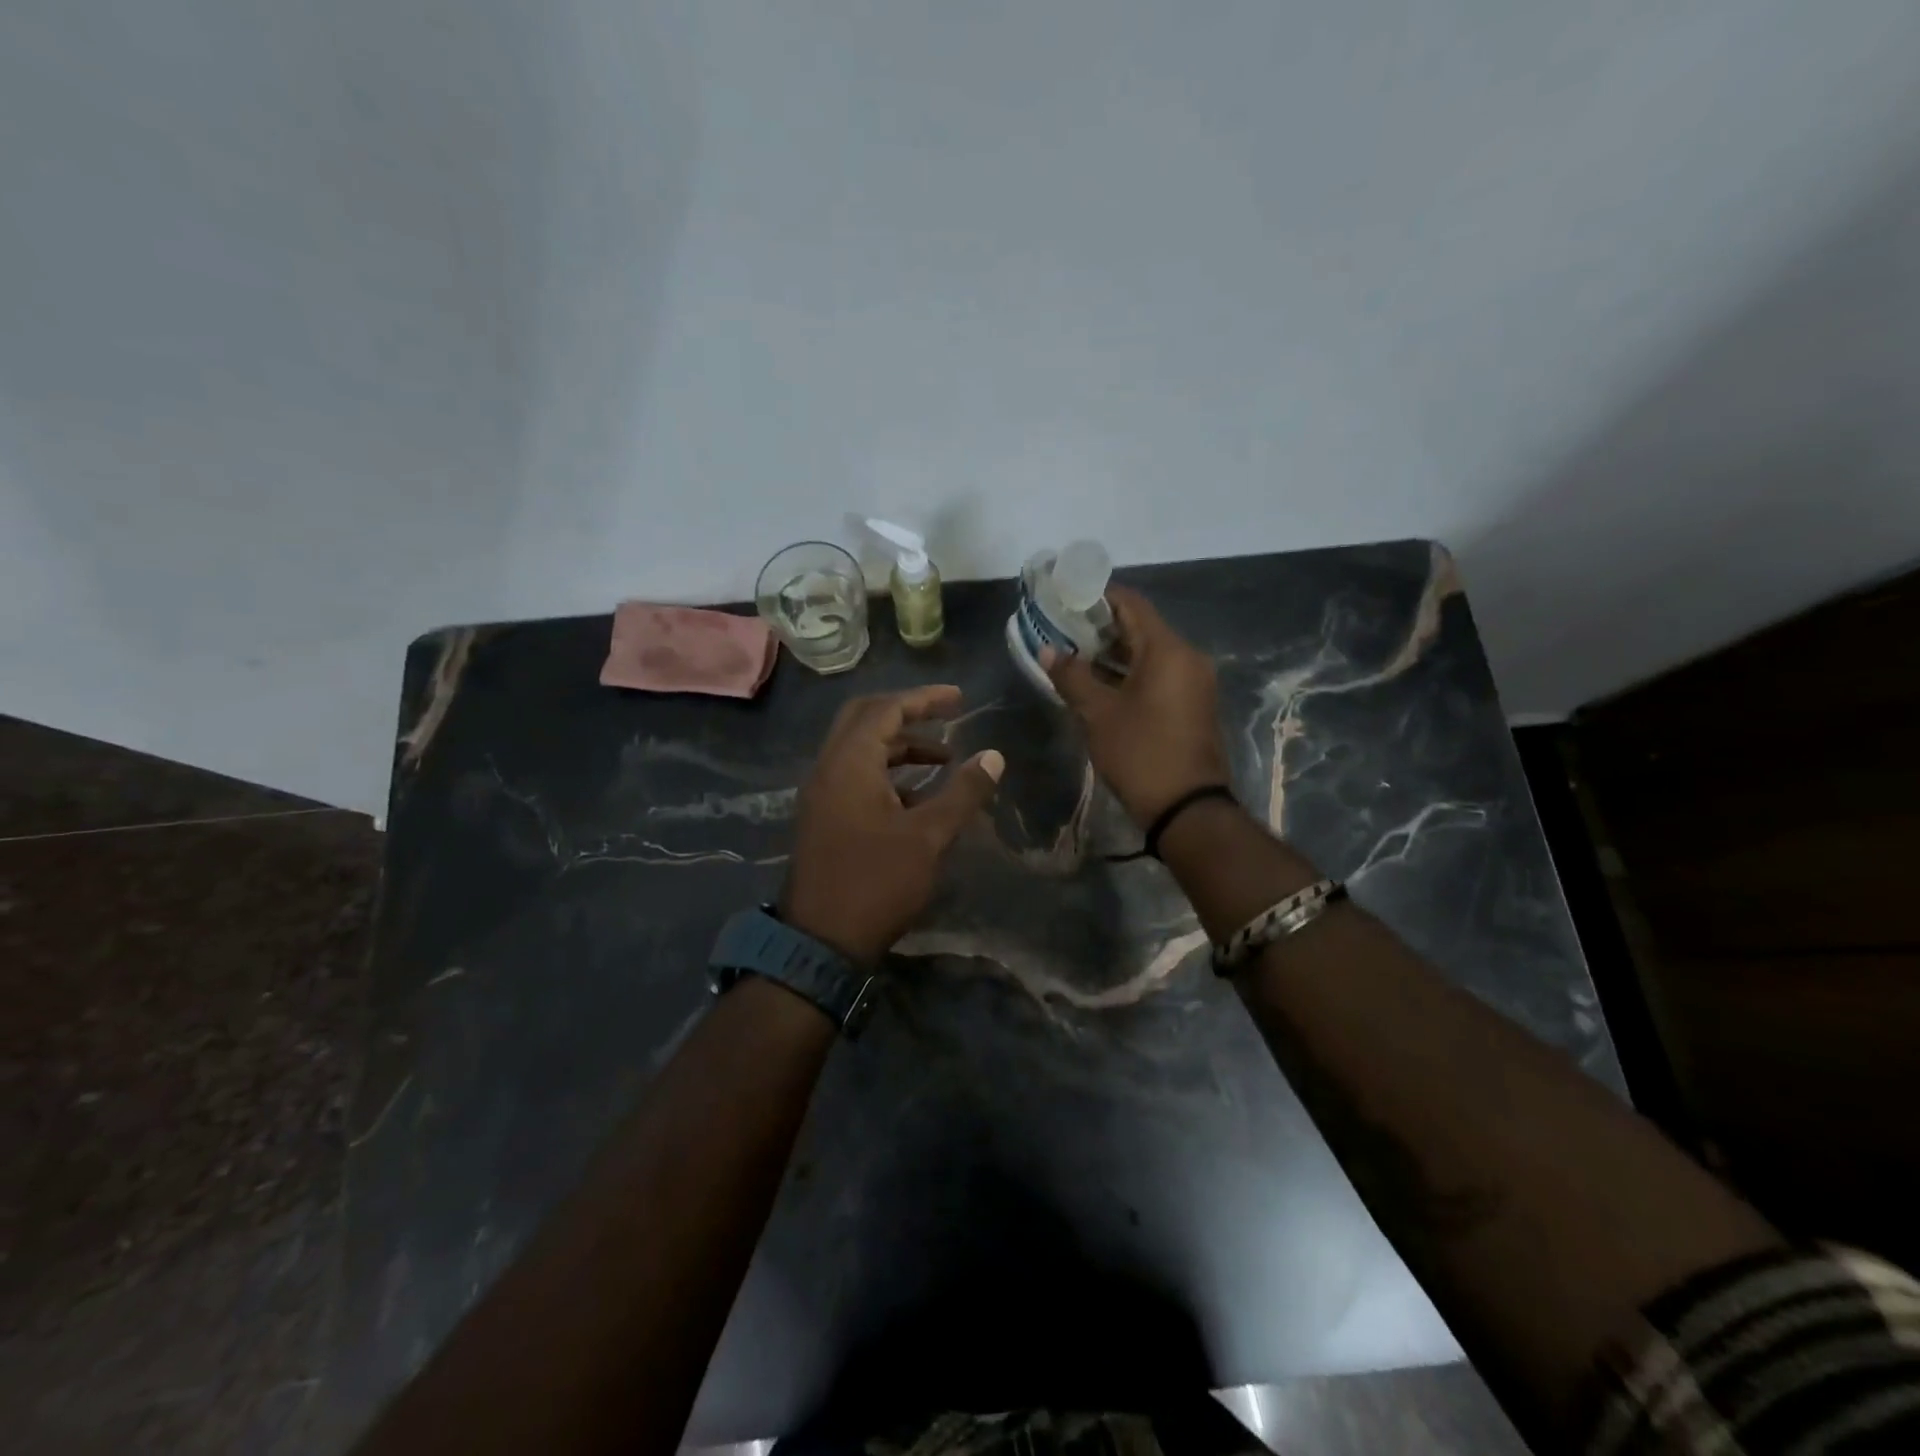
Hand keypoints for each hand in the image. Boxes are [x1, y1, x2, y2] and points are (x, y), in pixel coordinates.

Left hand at [781, 685, 1004, 964]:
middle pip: (865, 719)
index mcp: (849, 763)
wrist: (820, 941)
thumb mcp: (929, 836)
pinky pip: (854, 775)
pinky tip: (918, 797)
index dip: (924, 699)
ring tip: (943, 760)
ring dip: (899, 746)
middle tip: (945, 717)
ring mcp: (821, 794)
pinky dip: (886, 772)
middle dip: (907, 713)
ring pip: (859, 749)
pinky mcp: (823, 817)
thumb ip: (962, 792)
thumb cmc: (877, 882)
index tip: (959, 698)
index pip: (885, 709)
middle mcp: (828, 768)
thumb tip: (994, 756)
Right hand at [1044, 586, 1229, 827]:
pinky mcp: (1191, 703)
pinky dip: (1128, 671)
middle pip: (1140, 626)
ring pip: (1148, 652)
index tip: (1065, 598)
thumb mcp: (1098, 714)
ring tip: (1071, 654)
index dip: (1096, 596)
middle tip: (1061, 628)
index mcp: (1168, 650)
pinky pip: (1157, 673)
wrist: (1187, 808)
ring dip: (1112, 651)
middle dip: (1100, 625)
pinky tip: (1097, 681)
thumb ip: (1072, 677)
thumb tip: (1047, 650)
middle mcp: (1187, 657)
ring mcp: (1193, 681)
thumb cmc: (1141, 754)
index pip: (1131, 603)